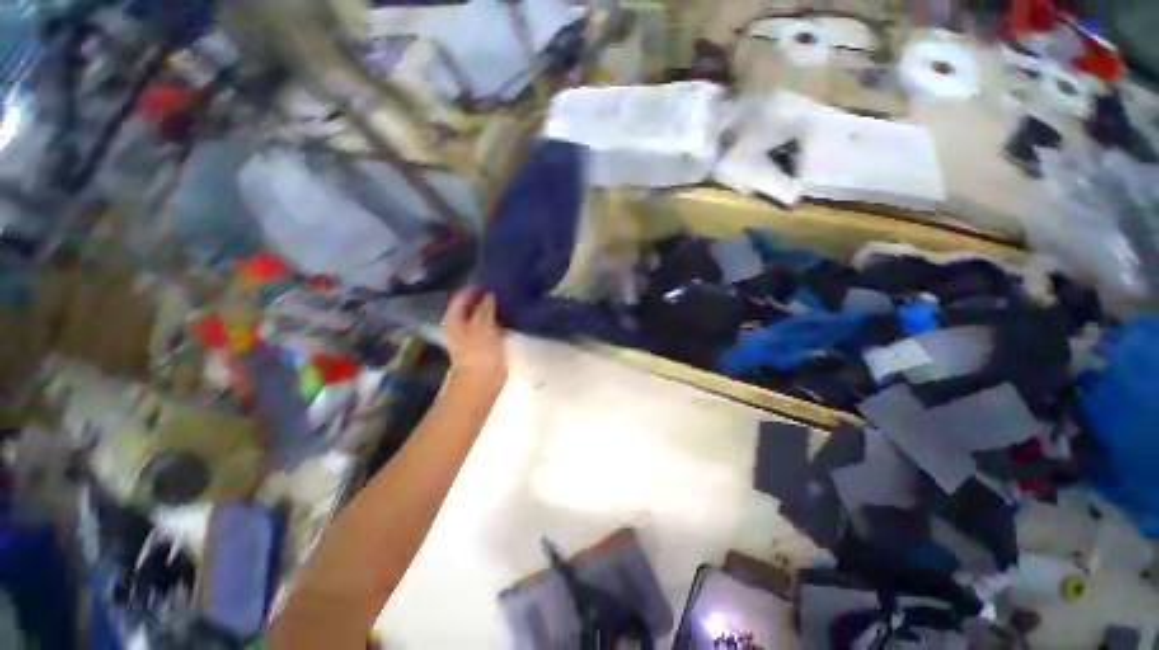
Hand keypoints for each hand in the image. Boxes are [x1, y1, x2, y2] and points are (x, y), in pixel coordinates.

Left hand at [445, 287, 507, 393]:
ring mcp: (473, 337)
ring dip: (491, 309)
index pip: (460, 299)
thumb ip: (485, 309)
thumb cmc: (478, 353)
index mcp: (456, 321)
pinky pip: (490, 328)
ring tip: (506, 299)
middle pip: (470, 307)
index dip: (471, 289)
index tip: (488, 281)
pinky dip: (497, 321)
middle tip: (500, 288)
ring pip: (481, 317)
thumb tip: (489, 295)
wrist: (481, 382)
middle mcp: (462, 327)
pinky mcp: (485, 346)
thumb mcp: (482, 327)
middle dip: (482, 297)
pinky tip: (509, 317)